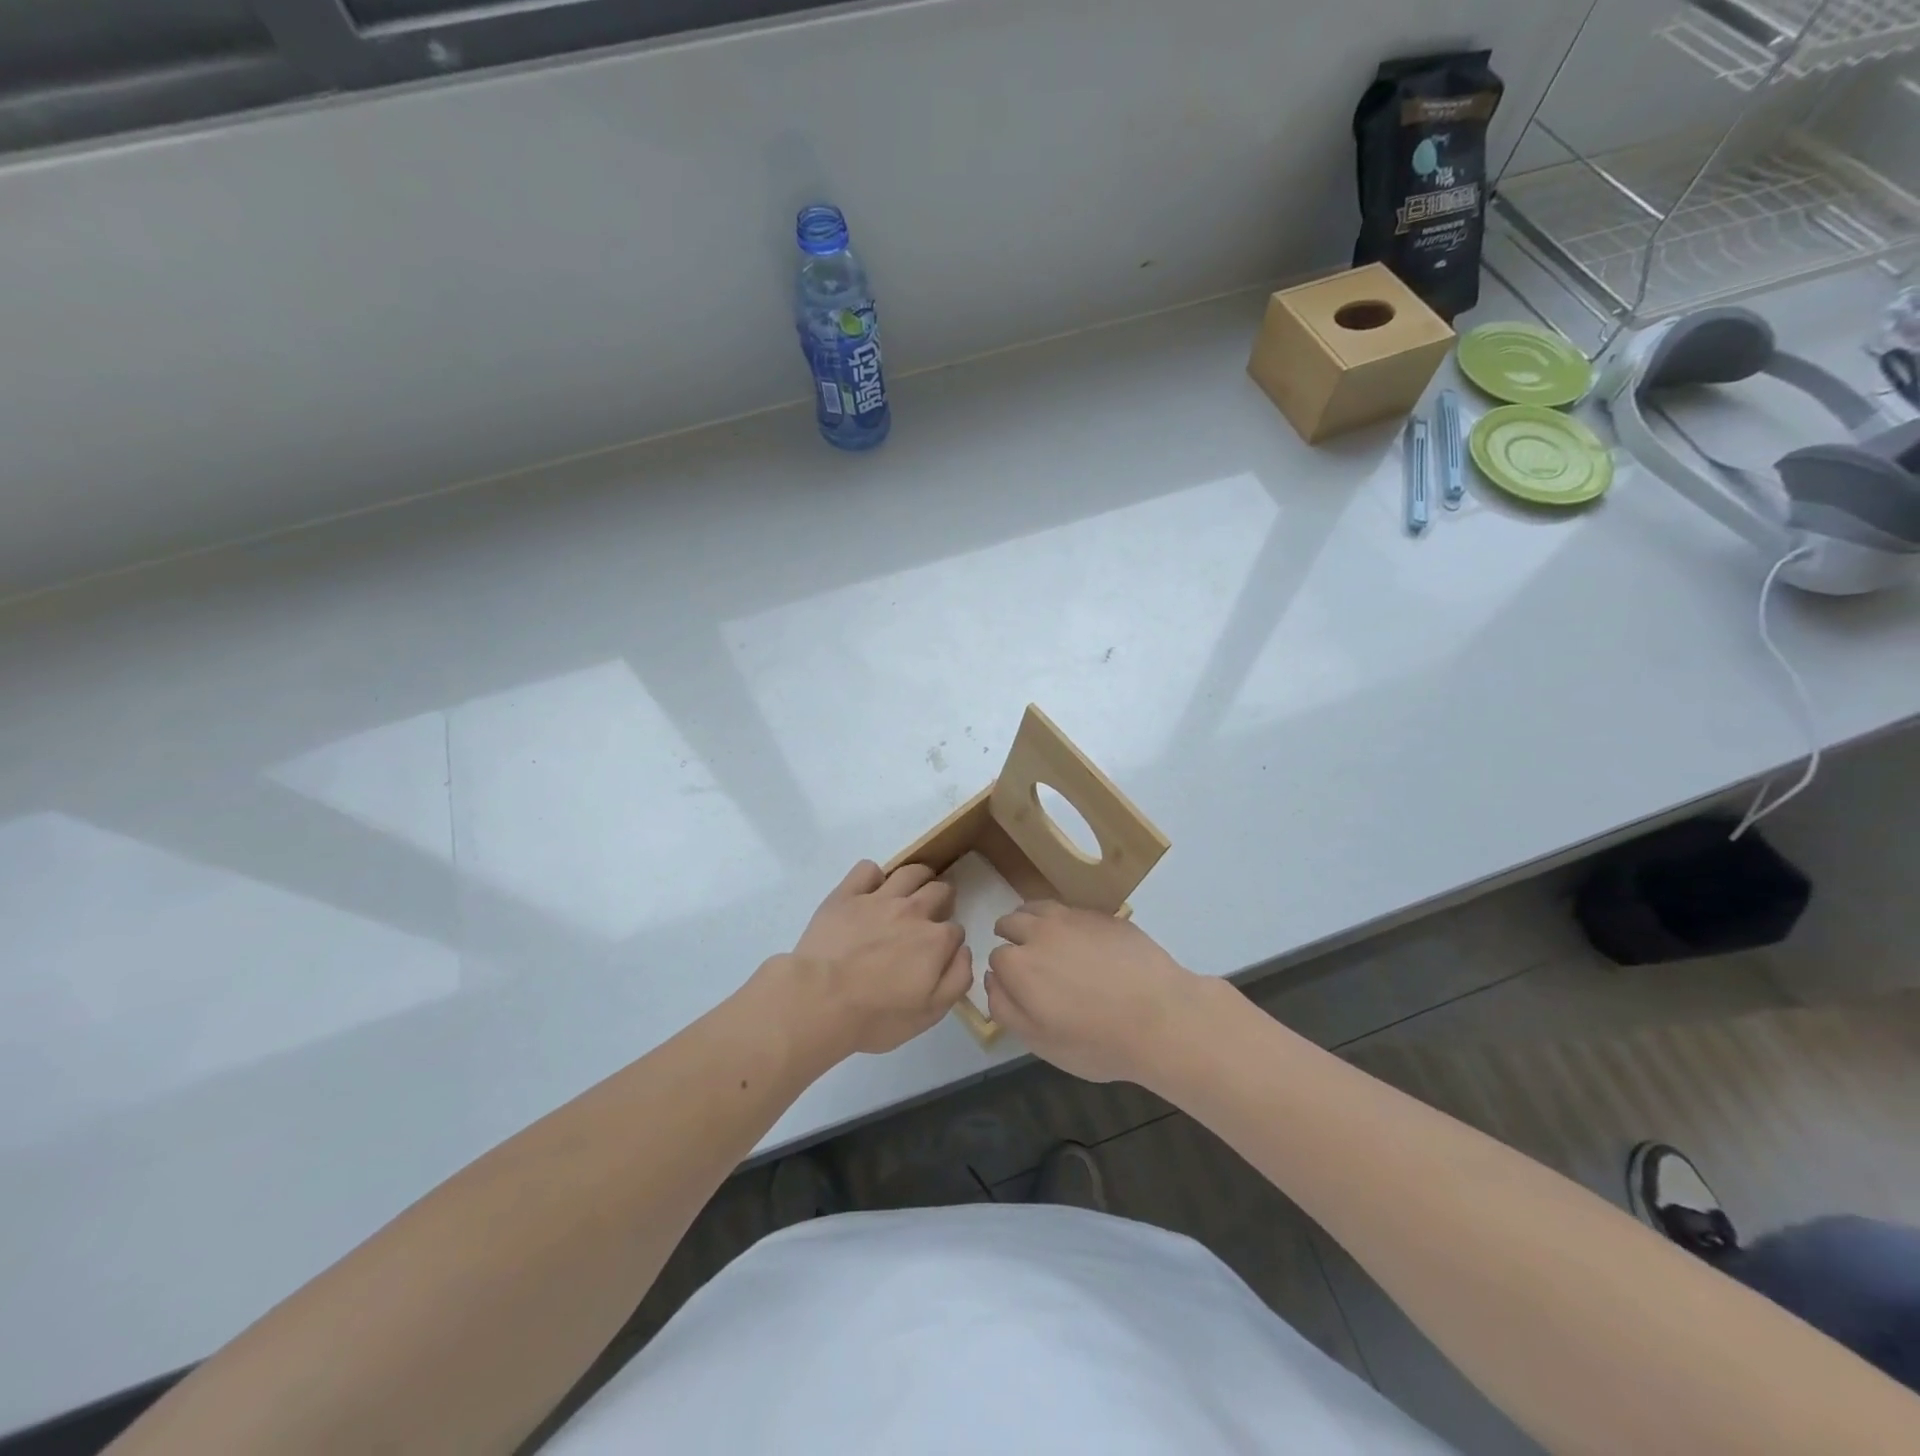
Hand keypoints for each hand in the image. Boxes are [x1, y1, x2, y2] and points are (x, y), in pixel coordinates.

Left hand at [779, 860, 971, 1058]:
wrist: (820, 1001)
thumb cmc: (876, 1016)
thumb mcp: (929, 1013)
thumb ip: (957, 979)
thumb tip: (963, 950)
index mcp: (935, 940)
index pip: (955, 930)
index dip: (949, 941)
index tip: (939, 951)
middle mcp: (913, 911)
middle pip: (939, 890)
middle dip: (942, 898)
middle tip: (932, 912)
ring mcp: (878, 898)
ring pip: (910, 872)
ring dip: (919, 876)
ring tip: (913, 888)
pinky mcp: (847, 894)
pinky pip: (867, 869)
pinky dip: (873, 876)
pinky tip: (870, 890)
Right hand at [987, 902, 1205, 1084]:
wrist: (1161, 1017)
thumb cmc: (1097, 1040)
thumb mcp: (1041, 1042)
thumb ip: (1006, 1009)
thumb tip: (991, 980)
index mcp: (1019, 964)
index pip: (996, 957)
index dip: (1004, 972)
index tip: (1018, 986)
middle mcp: (1040, 931)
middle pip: (1012, 922)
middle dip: (1011, 936)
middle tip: (1026, 958)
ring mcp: (1074, 918)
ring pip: (1040, 907)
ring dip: (1033, 920)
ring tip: (1045, 939)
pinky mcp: (1103, 915)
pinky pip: (1073, 911)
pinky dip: (1067, 922)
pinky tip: (1083, 942)